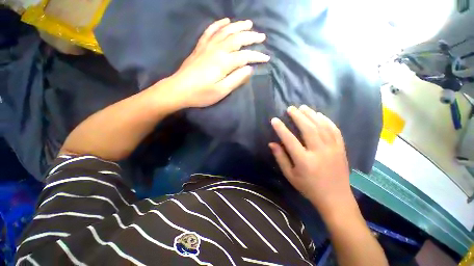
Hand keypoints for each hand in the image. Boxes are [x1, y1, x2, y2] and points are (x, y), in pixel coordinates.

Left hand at [167, 18, 269, 108]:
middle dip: (251, 37)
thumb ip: (236, 79)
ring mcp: (207, 46)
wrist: (179, 89)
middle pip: (237, 39)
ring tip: (249, 24)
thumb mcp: (221, 91)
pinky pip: (210, 31)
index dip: (257, 57)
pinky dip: (219, 25)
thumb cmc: (201, 94)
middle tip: (262, 36)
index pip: (245, 56)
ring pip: (226, 31)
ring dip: (238, 26)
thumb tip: (249, 69)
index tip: (267, 58)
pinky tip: (225, 21)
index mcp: (224, 62)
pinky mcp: (200, 47)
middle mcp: (217, 50)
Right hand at [269, 105, 351, 213]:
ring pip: (322, 126)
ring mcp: (333, 149)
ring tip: (303, 107)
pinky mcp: (341, 148)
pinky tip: (320, 115)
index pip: (290, 140)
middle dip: (298, 116)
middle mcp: (319, 152)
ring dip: (311, 115)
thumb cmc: (309, 187)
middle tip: (290, 108)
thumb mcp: (290, 176)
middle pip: (308, 129)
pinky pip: (335, 130)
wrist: (335, 198)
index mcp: (304, 161)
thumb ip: (281, 158)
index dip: (281, 128)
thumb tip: (272, 143)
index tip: (274, 120)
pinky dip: (327, 120)